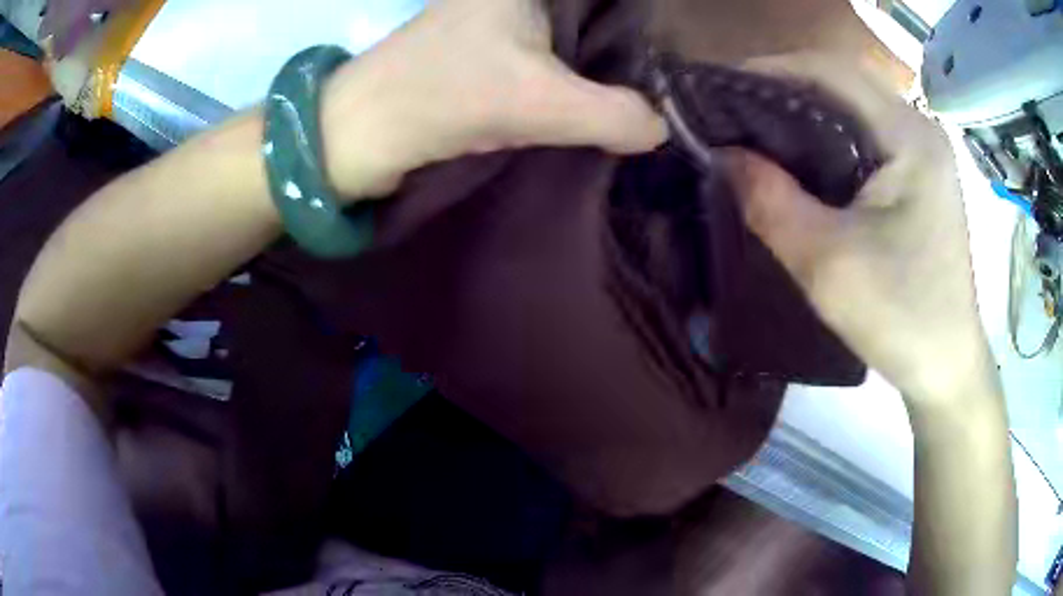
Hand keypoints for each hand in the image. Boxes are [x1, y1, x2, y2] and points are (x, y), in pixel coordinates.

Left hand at [320, 0, 667, 198]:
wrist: (360, 133)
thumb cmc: (442, 97)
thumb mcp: (541, 104)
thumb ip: (613, 114)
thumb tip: (659, 129)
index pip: (600, 1)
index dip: (628, 24)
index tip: (657, 64)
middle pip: (585, 15)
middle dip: (618, 47)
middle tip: (653, 84)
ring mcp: (494, 20)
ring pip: (565, 34)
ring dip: (594, 63)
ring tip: (629, 93)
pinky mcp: (482, 50)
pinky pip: (542, 54)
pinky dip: (566, 75)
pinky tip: (587, 98)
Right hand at [720, 54, 994, 403]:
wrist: (946, 366)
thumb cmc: (900, 318)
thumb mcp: (827, 264)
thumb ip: (769, 200)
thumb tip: (721, 154)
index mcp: (909, 136)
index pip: (830, 70)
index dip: (769, 70)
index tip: (717, 90)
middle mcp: (919, 129)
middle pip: (841, 83)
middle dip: (782, 90)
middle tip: (731, 113)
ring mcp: (922, 152)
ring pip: (851, 108)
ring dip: (802, 113)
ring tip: (756, 133)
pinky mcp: (919, 176)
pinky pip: (863, 137)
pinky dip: (825, 138)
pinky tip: (800, 161)